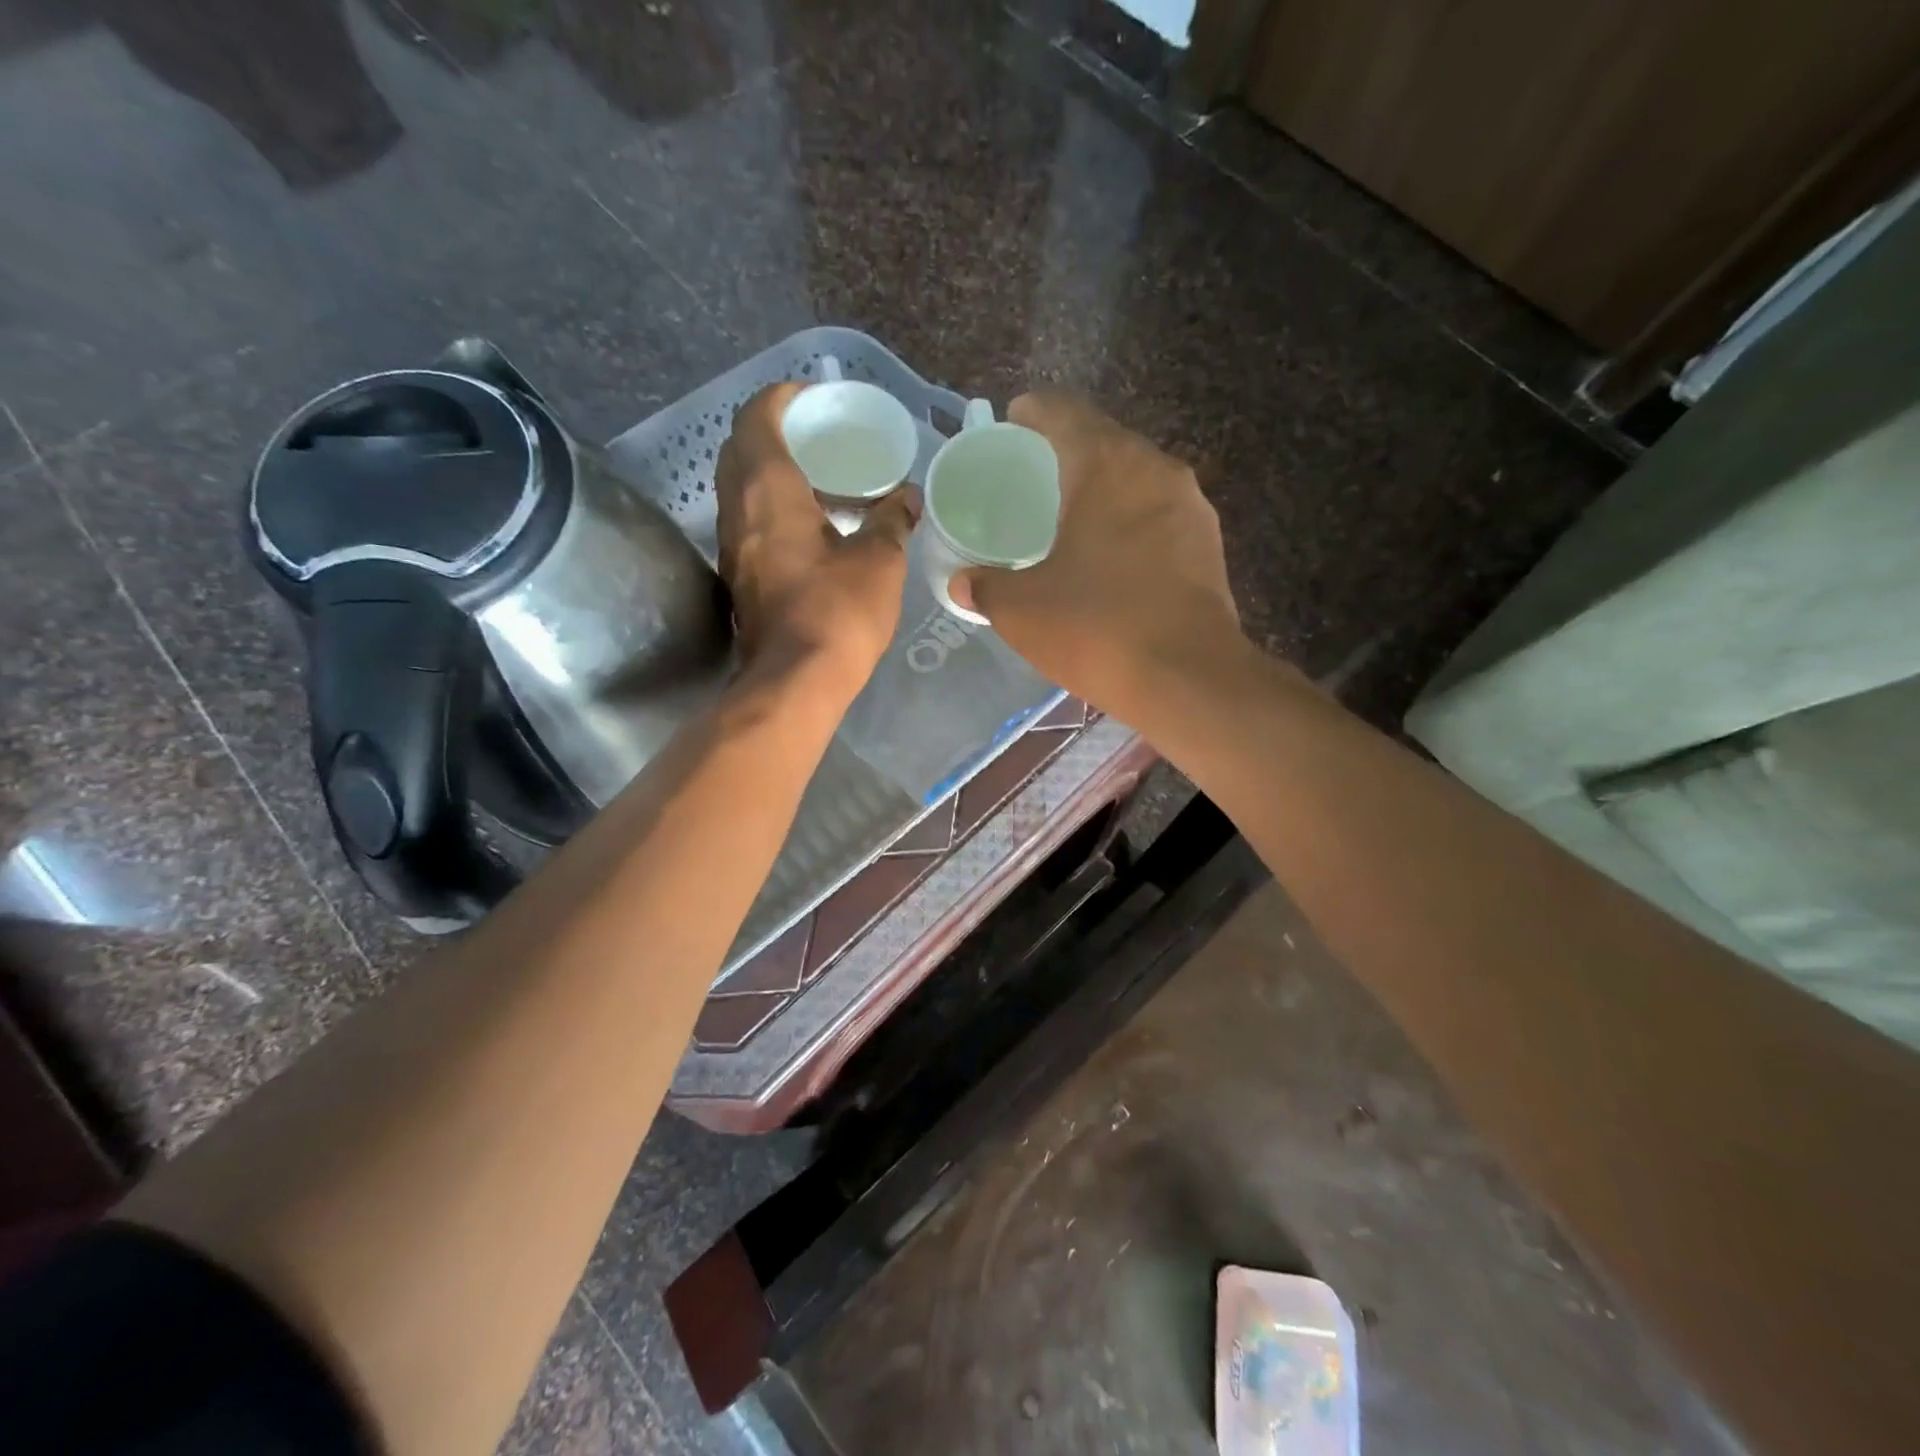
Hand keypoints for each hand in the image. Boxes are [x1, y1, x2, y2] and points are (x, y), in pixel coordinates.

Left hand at [716, 382, 916, 691]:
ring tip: (819, 478)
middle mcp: (738, 509)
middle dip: (773, 431)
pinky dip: (771, 507)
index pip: (758, 417)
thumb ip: (893, 519)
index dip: (781, 397)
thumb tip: (909, 496)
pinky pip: (748, 521)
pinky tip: (810, 526)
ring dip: (770, 472)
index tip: (812, 398)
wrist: (796, 681)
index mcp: (768, 489)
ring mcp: (733, 545)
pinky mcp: (739, 576)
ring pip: (740, 487)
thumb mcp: (879, 560)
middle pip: (741, 448)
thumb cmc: (838, 611)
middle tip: (817, 436)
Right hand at [953, 391, 1242, 717]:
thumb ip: (985, 586)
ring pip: (1136, 477)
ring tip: (1072, 514)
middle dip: (1068, 449)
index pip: (1064, 412)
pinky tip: (1113, 553)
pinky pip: (1159, 513)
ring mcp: (1190, 505)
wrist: (1187, 678)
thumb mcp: (1021, 609)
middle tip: (1034, 475)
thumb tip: (962, 582)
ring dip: (1103, 486)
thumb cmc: (1096, 628)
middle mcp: (1154, 469)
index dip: (1033, 411)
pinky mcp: (1209, 543)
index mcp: (1105, 465)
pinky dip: (1130, 519)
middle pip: (1104, 440)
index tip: (1013, 420)